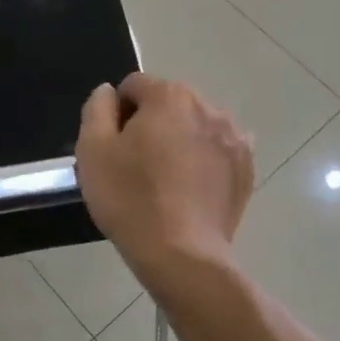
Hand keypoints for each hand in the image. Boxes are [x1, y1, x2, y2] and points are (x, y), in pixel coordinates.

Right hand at [75, 74, 253, 279]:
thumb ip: (97, 109)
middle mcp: (208, 106)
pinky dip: (203, 161)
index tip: (114, 147)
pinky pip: (217, 151)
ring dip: (179, 140)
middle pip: (168, 103)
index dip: (118, 114)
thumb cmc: (130, 198)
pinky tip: (191, 190)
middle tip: (136, 165)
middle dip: (151, 124)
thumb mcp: (93, 150)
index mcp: (169, 96)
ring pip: (195, 126)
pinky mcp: (247, 167)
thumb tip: (109, 92)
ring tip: (166, 180)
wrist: (181, 255)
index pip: (134, 86)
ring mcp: (234, 137)